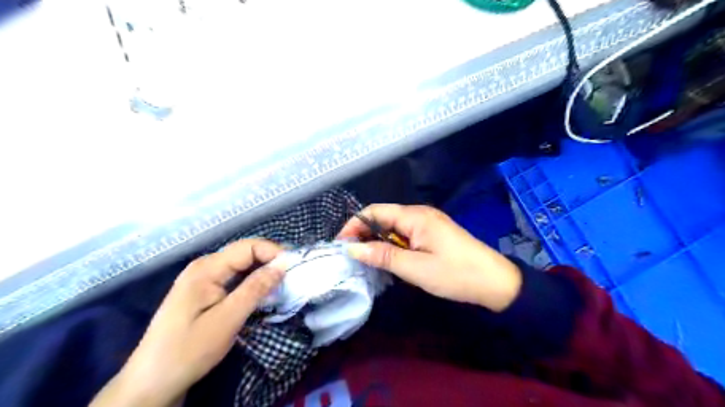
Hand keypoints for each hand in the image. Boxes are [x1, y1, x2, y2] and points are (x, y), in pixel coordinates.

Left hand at [93, 238, 288, 405]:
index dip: (273, 253)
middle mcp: (204, 266)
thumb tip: (283, 264)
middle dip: (270, 261)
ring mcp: (202, 278)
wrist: (152, 381)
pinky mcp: (204, 290)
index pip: (248, 247)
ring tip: (282, 284)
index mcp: (207, 268)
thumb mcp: (228, 319)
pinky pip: (234, 277)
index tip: (294, 269)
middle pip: (245, 253)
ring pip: (241, 265)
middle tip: (292, 277)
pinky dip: (251, 281)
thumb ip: (256, 288)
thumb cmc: (189, 350)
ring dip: (262, 272)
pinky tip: (262, 292)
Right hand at [340, 203, 520, 311]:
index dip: (354, 225)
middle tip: (350, 255)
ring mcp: (427, 224)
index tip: (341, 245)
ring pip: (393, 227)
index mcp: (415, 216)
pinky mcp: (432, 234)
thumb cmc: (455, 274)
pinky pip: (404, 235)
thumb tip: (352, 248)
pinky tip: (387, 259)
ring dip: (377, 240)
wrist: (495, 282)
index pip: (375, 211)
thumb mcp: (415, 268)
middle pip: (383, 217)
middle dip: (364, 233)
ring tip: (365, 259)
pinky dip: (391, 245)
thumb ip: (382, 255)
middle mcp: (419, 214)